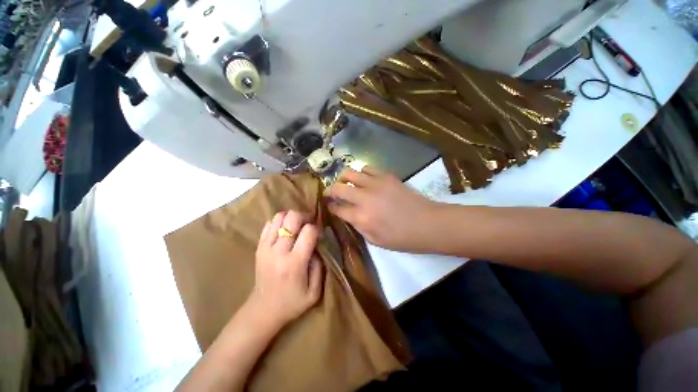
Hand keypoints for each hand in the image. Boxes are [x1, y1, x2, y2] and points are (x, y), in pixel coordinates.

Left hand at [248, 211, 322, 330]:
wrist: (263, 310)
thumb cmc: (292, 302)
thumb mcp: (314, 292)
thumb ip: (320, 266)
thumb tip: (318, 245)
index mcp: (295, 263)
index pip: (308, 231)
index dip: (316, 228)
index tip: (318, 234)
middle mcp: (279, 252)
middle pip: (291, 218)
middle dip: (304, 216)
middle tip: (308, 223)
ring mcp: (266, 248)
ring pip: (278, 217)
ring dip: (291, 217)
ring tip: (297, 226)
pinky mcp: (259, 247)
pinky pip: (268, 224)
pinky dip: (279, 222)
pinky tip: (285, 231)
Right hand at [324, 166, 440, 252]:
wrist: (427, 223)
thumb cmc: (402, 238)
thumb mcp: (375, 241)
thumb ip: (358, 226)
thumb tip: (348, 214)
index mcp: (361, 218)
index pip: (337, 208)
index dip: (330, 206)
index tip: (328, 205)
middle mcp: (364, 198)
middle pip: (338, 188)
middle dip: (329, 190)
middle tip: (329, 192)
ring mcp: (375, 184)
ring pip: (349, 173)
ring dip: (343, 178)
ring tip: (346, 183)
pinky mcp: (386, 176)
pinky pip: (367, 168)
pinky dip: (361, 173)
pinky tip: (365, 179)